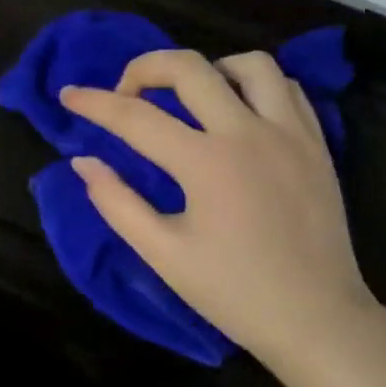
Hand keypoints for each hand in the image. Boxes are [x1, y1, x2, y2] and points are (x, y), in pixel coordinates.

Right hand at [59, 49, 376, 370]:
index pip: (136, 118)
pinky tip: (237, 111)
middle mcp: (249, 134)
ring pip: (250, 64)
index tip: (68, 95)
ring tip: (188, 96)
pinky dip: (254, 86)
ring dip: (208, 69)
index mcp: (206, 164)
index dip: (94, 103)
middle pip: (189, 68)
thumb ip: (116, 202)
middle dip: (145, 67)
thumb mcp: (163, 254)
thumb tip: (83, 162)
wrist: (317, 321)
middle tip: (126, 94)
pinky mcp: (317, 144)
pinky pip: (287, 88)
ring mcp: (291, 134)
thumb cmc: (233, 292)